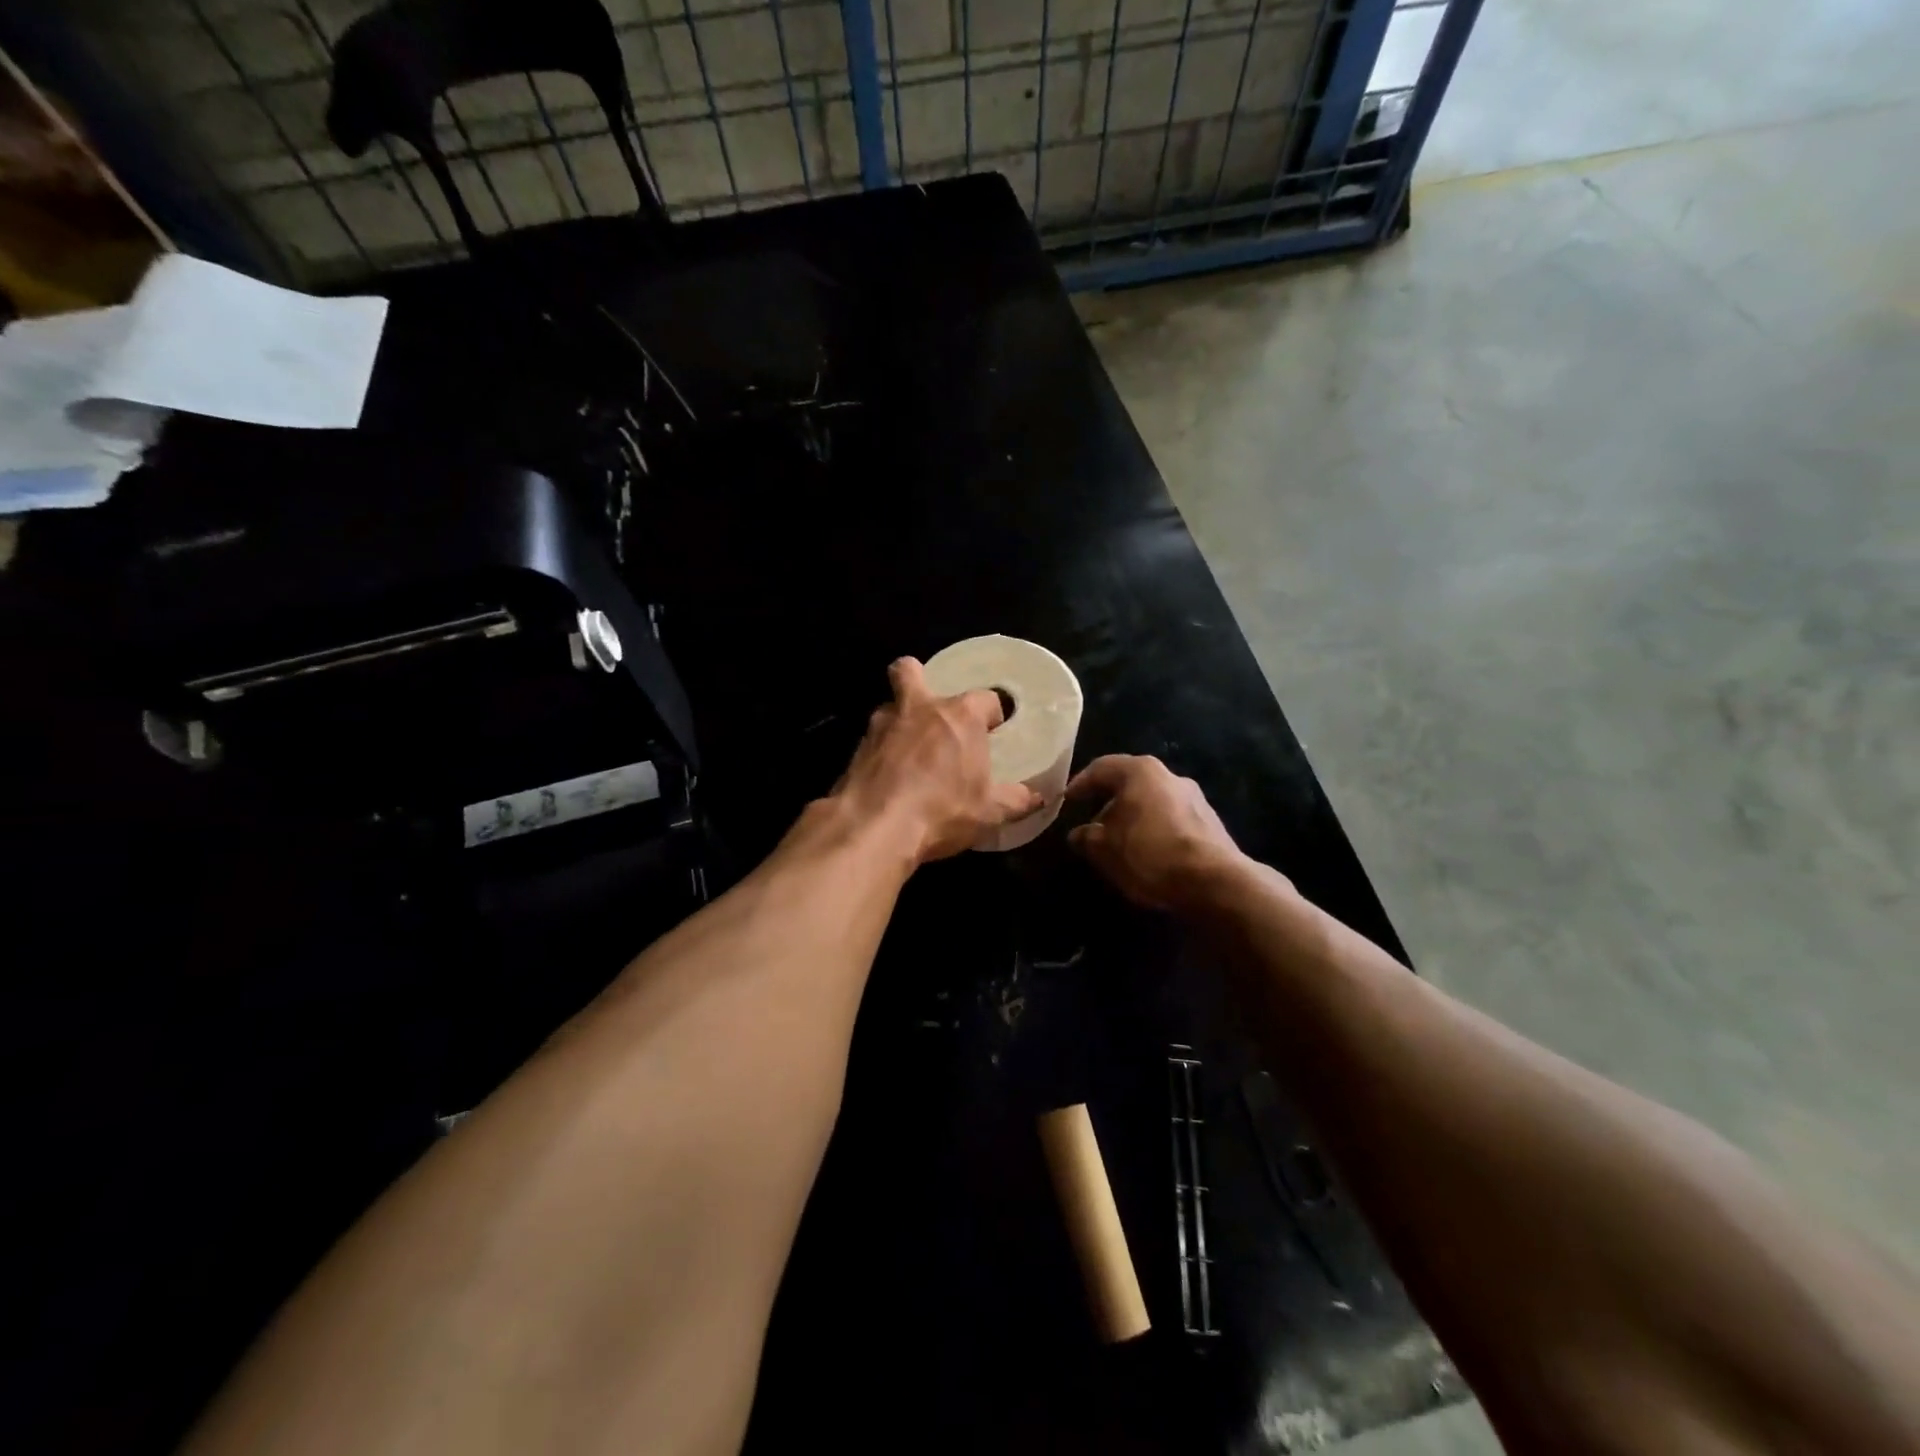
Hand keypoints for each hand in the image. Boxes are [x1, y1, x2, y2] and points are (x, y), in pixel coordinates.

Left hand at [833, 658, 1042, 864]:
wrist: (875, 827)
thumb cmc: (942, 810)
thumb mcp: (990, 812)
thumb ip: (1015, 800)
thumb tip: (1038, 798)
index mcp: (959, 715)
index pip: (985, 698)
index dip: (991, 714)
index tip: (993, 733)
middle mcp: (919, 708)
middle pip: (910, 671)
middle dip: (918, 678)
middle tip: (931, 711)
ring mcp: (882, 724)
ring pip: (889, 706)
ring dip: (899, 720)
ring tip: (909, 751)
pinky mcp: (856, 748)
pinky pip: (873, 740)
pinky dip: (881, 751)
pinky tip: (889, 776)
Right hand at [1066, 755, 1244, 909]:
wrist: (1215, 882)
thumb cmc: (1150, 854)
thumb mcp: (1104, 849)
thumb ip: (1086, 837)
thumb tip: (1078, 834)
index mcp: (1141, 771)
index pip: (1101, 768)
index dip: (1080, 784)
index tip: (1066, 801)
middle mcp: (1169, 776)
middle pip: (1129, 783)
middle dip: (1107, 803)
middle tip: (1090, 824)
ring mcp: (1194, 798)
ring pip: (1151, 802)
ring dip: (1131, 818)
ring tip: (1117, 843)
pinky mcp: (1209, 823)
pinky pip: (1170, 820)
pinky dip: (1152, 830)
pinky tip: (1146, 853)